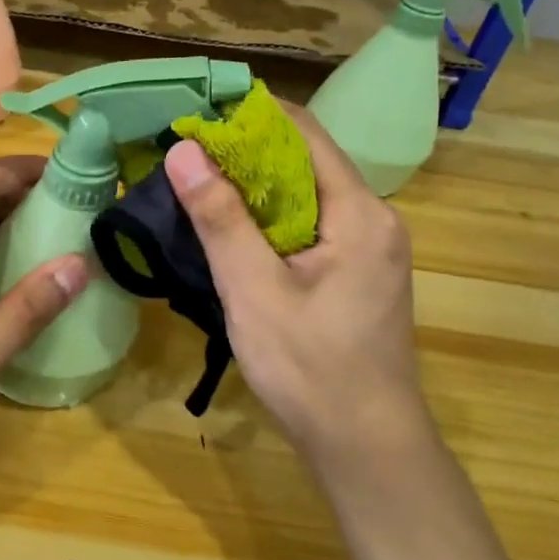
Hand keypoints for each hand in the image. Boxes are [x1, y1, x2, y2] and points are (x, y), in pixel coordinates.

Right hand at [164, 104, 427, 473]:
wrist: (365, 446)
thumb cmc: (309, 368)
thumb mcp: (253, 291)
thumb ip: (220, 218)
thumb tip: (184, 151)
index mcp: (360, 213)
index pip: (304, 133)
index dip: (250, 116)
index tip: (197, 114)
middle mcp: (375, 219)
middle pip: (306, 162)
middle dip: (246, 152)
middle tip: (185, 152)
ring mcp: (370, 248)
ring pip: (306, 195)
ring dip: (255, 186)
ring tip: (197, 182)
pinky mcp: (358, 272)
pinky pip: (311, 225)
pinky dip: (271, 218)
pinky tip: (232, 228)